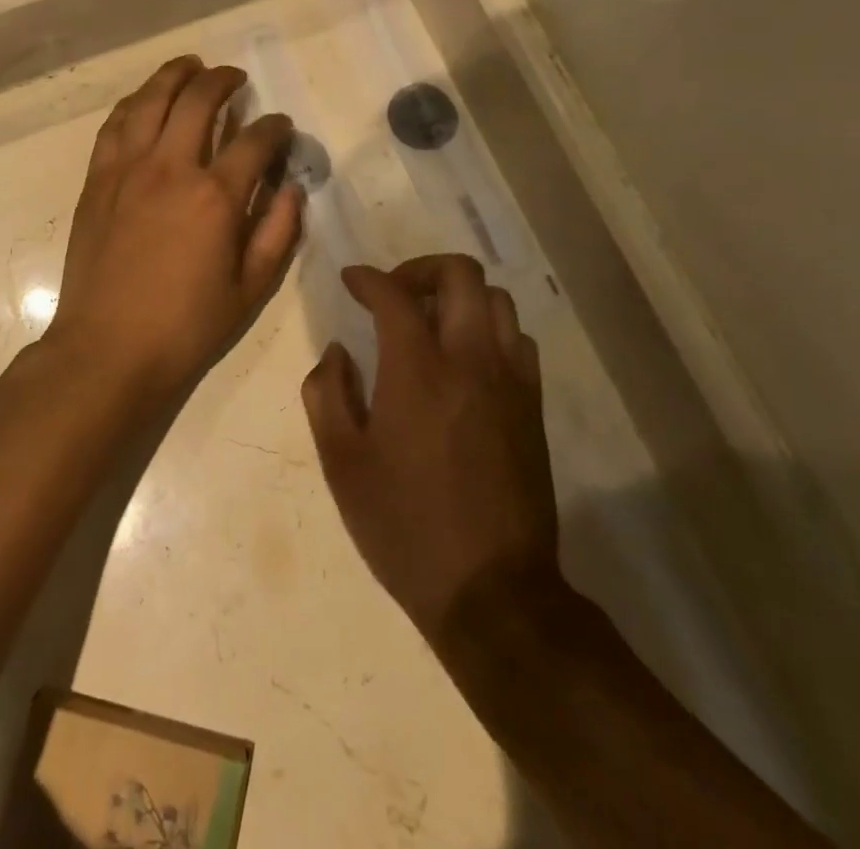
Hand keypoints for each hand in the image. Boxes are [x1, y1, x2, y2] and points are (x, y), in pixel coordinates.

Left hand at [48, 57, 303, 401]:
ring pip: (151, 99)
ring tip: (190, 66)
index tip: (281, 126)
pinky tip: (145, 100)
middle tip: (235, 78)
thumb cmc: (185, 326)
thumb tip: (292, 187)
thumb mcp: (250, 289)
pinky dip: (134, 103)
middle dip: (223, 80)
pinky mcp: (97, 179)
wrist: (107, 348)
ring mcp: (127, 168)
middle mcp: (171, 167)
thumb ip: (278, 232)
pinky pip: (115, 124)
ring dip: (174, 75)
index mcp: (215, 197)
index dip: (274, 127)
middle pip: (198, 99)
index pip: (255, 140)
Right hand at [303, 256, 565, 641]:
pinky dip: (490, 329)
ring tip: (432, 321)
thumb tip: (337, 351)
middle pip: (460, 274)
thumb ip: (327, 394)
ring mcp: (510, 381)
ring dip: (460, 296)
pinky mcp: (532, 406)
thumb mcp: (342, 464)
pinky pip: (518, 340)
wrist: (491, 591)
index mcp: (417, 370)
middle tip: (396, 292)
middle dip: (422, 268)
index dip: (367, 278)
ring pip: (497, 300)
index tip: (351, 281)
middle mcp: (470, 360)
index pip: (394, 295)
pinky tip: (467, 359)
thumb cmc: (404, 526)